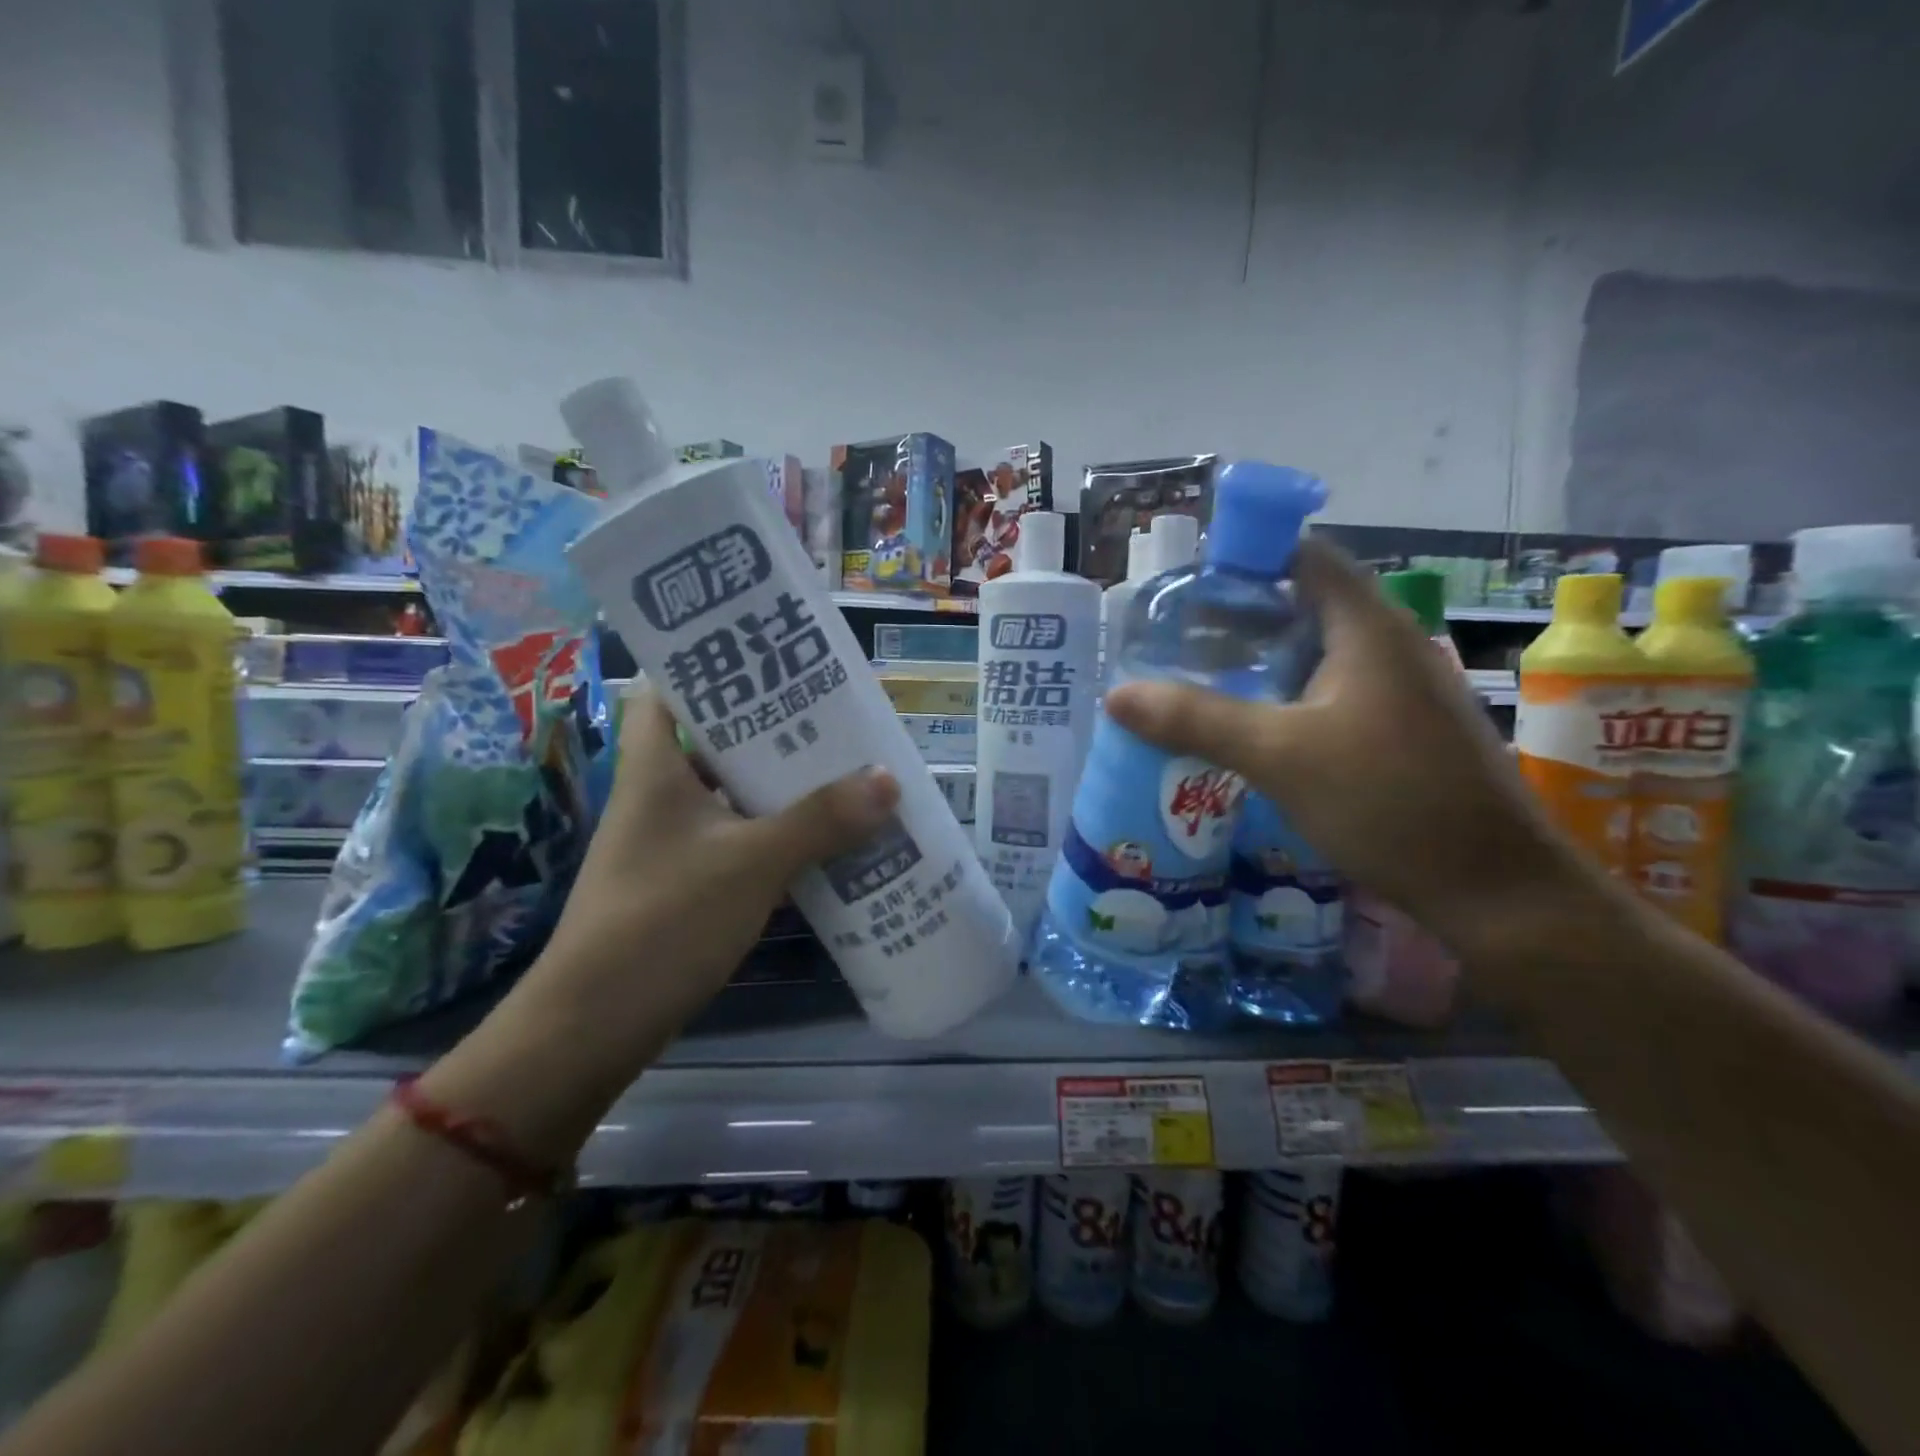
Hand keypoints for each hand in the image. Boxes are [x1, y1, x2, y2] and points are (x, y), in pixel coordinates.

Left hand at [510, 688, 898, 1083]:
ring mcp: (671, 842)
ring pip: (732, 794)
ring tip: (843, 770)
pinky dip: (776, 835)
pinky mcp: (686, 883)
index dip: (714, 667)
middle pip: (715, 741)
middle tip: (833, 716)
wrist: (594, 1026)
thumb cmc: (664, 920)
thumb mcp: (751, 862)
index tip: (772, 658)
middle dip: (772, 729)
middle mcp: (659, 795)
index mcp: (655, 767)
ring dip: (781, 786)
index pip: (670, 689)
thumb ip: (820, 820)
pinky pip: (739, 840)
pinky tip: (824, 839)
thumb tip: (887, 778)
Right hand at [1105, 538, 1580, 963]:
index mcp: (1367, 629)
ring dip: (1263, 657)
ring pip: (1319, 650)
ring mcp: (1402, 689)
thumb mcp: (1278, 756)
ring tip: (1200, 675)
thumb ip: (1195, 719)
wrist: (1493, 889)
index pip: (1304, 557)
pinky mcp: (1402, 728)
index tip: (1187, 582)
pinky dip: (1288, 693)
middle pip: (1307, 602)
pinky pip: (1333, 689)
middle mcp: (1390, 645)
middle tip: (1177, 635)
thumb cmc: (1389, 802)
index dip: (1247, 556)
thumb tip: (1116, 695)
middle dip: (1242, 612)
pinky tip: (1252, 725)